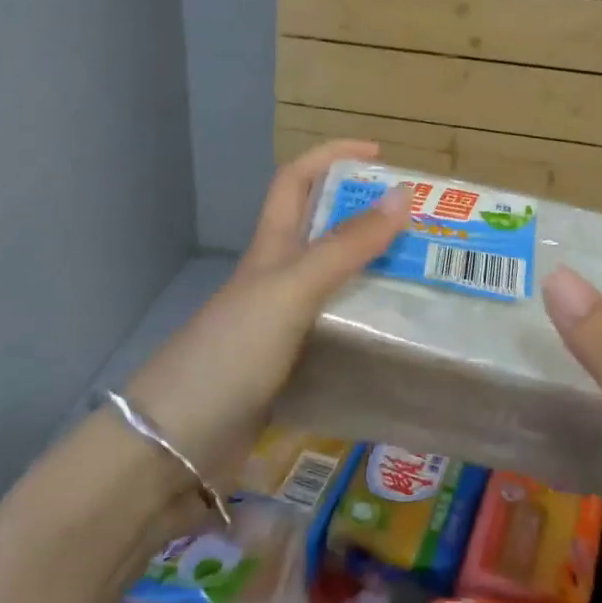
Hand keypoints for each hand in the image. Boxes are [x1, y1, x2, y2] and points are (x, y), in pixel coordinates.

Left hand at [125, 141, 410, 482]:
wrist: (175, 446)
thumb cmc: (230, 353)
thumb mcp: (291, 290)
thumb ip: (345, 247)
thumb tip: (403, 195)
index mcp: (270, 249)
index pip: (297, 180)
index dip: (333, 157)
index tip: (382, 156)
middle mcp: (276, 280)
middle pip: (323, 231)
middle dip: (368, 216)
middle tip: (424, 226)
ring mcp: (281, 326)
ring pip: (335, 284)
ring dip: (375, 273)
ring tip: (427, 279)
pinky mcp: (291, 368)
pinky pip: (338, 333)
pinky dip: (368, 326)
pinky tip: (400, 339)